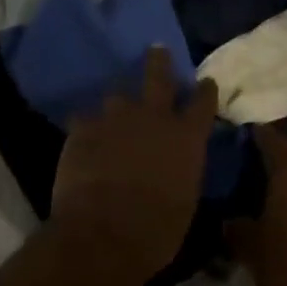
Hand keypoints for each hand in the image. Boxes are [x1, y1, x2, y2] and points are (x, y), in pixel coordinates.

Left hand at [50, 48, 218, 281]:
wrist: (104, 235)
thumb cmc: (158, 230)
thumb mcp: (185, 200)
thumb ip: (182, 171)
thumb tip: (176, 167)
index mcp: (187, 137)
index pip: (203, 102)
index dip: (205, 90)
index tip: (205, 82)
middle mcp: (155, 117)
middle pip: (159, 76)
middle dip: (159, 62)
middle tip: (157, 49)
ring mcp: (116, 119)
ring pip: (117, 96)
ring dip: (118, 103)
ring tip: (113, 109)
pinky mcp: (83, 130)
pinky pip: (83, 120)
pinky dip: (85, 127)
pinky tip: (81, 136)